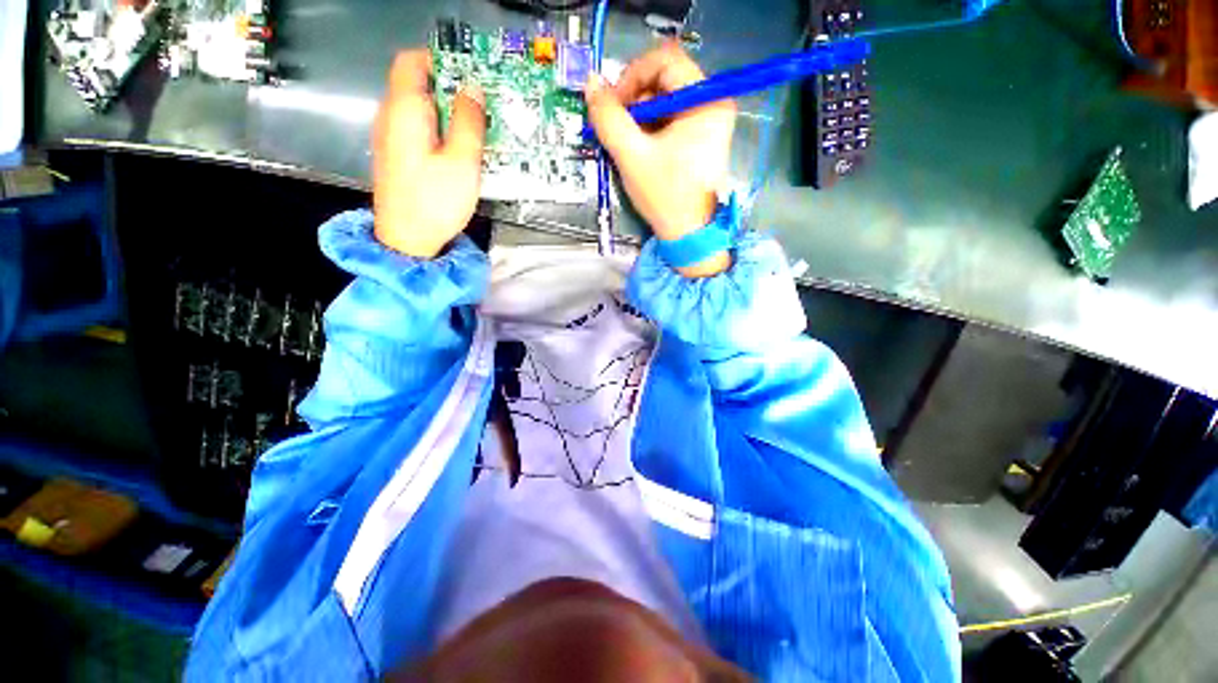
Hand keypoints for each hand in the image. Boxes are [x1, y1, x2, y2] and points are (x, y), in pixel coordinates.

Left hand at [372, 50, 485, 257]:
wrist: (406, 240)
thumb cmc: (436, 201)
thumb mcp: (462, 162)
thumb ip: (469, 122)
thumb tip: (473, 88)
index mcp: (405, 110)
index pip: (412, 61)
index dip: (440, 60)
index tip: (470, 76)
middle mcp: (390, 116)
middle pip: (416, 84)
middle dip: (450, 88)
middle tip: (482, 107)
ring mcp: (390, 137)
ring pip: (418, 108)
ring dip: (446, 111)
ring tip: (475, 129)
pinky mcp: (396, 156)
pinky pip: (416, 129)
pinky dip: (437, 129)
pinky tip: (457, 150)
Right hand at [585, 43, 735, 276]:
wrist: (688, 234)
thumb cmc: (665, 196)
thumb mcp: (632, 156)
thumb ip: (609, 118)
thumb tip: (591, 84)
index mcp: (706, 100)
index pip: (664, 60)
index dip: (632, 76)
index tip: (613, 104)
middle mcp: (714, 102)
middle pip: (665, 78)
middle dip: (635, 99)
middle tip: (617, 126)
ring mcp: (710, 119)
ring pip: (666, 99)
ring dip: (640, 116)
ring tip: (627, 142)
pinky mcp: (703, 136)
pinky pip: (672, 117)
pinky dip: (651, 127)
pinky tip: (641, 148)